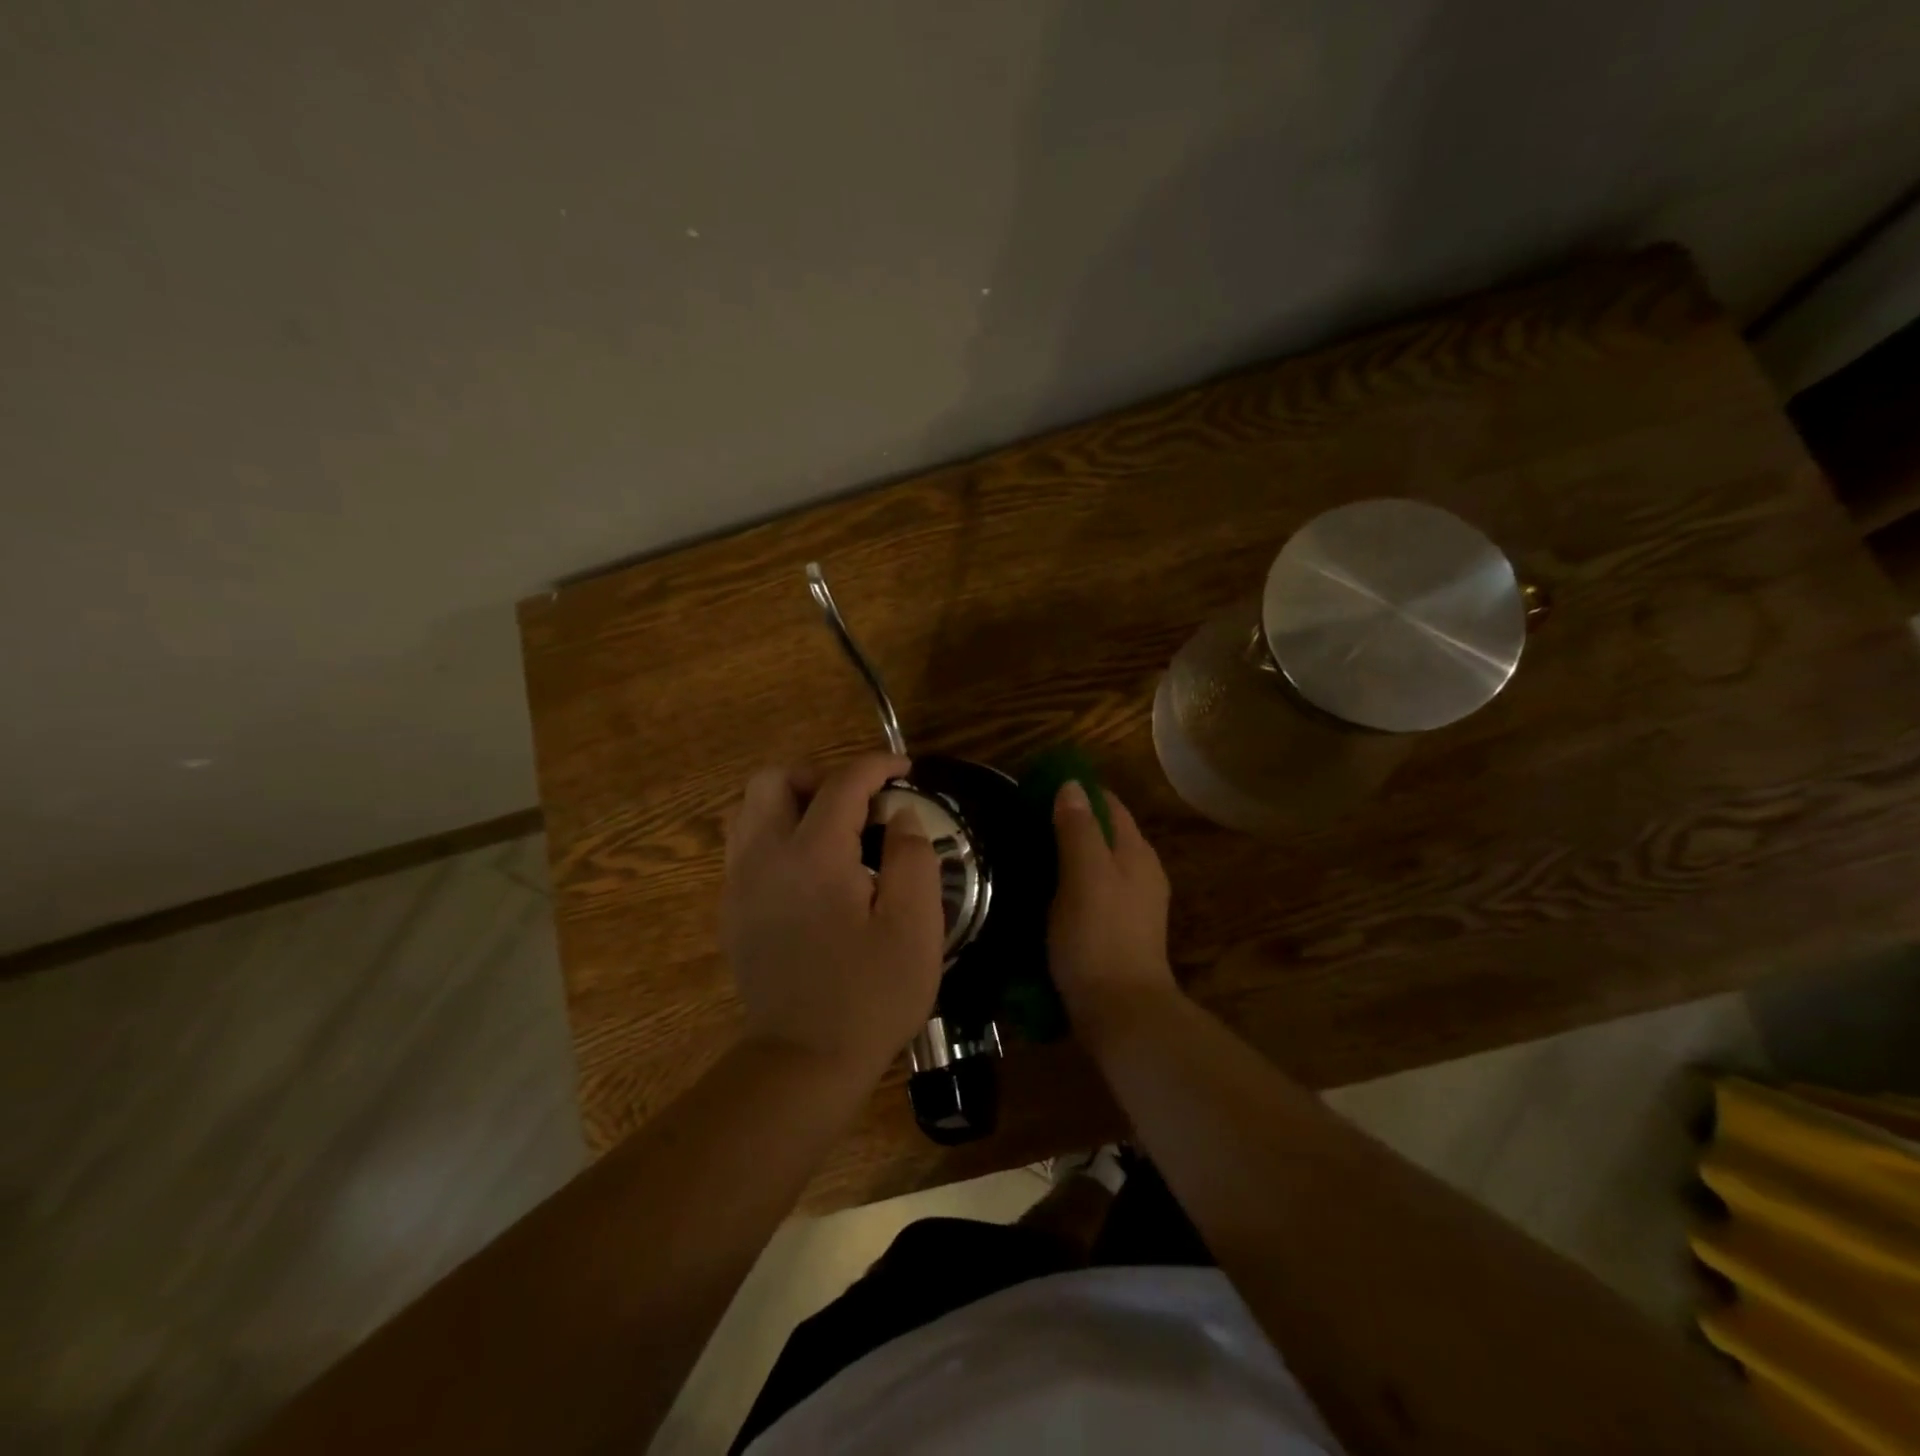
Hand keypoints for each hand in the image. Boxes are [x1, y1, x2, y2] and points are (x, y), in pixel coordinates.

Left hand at [723, 753, 945, 1078]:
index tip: (904, 769)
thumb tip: (901, 815)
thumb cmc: (870, 995)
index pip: (841, 784)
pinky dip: (775, 834)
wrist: (804, 1061)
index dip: (876, 766)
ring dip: (791, 803)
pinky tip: (809, 870)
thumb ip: (913, 856)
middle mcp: (765, 857)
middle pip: (774, 781)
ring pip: (749, 810)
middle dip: (820, 777)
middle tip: (859, 805)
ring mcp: (740, 884)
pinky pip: (744, 846)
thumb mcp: (915, 925)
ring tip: (832, 830)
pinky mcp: (732, 910)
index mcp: (813, 855)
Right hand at [1050, 782, 1179, 1051]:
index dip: (1078, 792)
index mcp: (1136, 853)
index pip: (1109, 805)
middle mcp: (1141, 873)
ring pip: (1099, 864)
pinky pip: (1094, 891)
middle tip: (1026, 823)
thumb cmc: (1099, 937)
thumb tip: (1072, 784)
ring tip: (1030, 854)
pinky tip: (1047, 893)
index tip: (1038, 790)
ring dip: (1070, 854)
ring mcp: (1134, 905)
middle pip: (1106, 833)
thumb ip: (1078, 829)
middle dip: (1071, 822)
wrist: (1121, 1013)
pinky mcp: (1120, 932)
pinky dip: (1072, 883)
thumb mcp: (1084, 876)